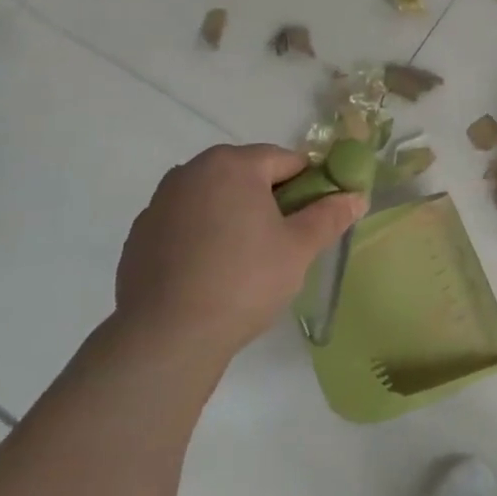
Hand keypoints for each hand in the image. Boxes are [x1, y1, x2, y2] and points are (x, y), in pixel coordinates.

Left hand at [113, 144, 365, 370]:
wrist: (167, 335)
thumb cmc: (244, 280)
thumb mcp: (299, 248)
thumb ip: (330, 215)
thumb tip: (356, 196)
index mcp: (232, 165)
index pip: (287, 160)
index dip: (310, 186)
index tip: (317, 218)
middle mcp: (191, 172)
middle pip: (248, 175)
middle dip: (271, 200)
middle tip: (286, 241)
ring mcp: (160, 203)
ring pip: (215, 199)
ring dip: (236, 216)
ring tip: (249, 260)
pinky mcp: (140, 235)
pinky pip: (187, 223)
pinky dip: (204, 236)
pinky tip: (212, 272)